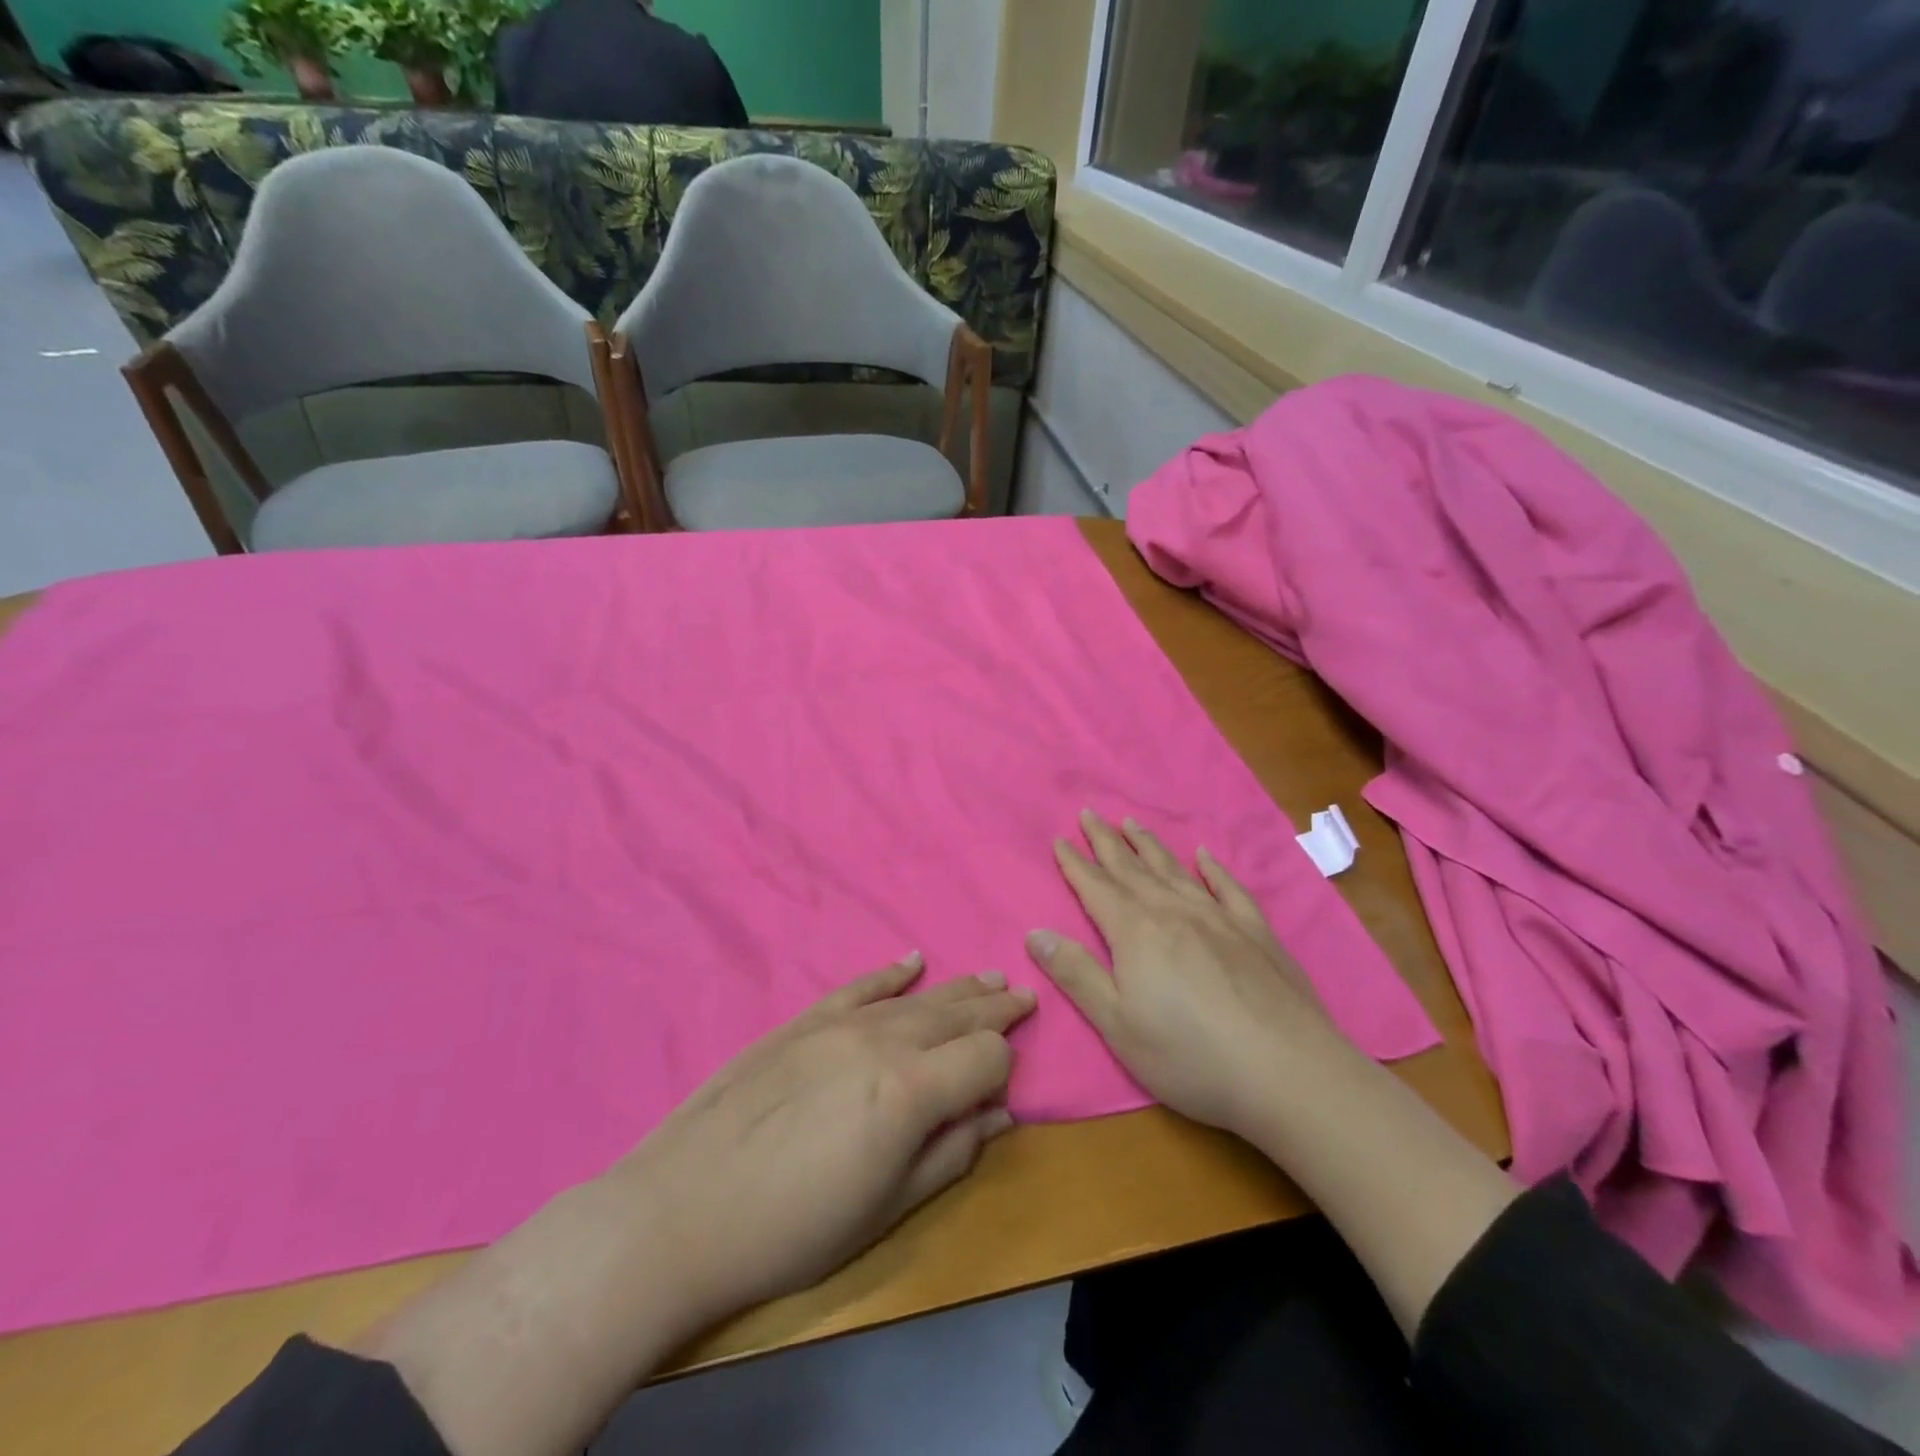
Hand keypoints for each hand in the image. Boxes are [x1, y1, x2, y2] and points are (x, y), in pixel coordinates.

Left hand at [616, 954, 1035, 1321]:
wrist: (680, 1209)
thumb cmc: (791, 1231)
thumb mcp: (883, 1212)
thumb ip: (950, 1156)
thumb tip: (999, 1115)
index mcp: (910, 1090)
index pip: (985, 1056)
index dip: (1004, 1069)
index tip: (1001, 1089)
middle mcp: (882, 1040)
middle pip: (955, 1015)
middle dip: (994, 1009)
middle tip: (1023, 997)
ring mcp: (839, 1023)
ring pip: (916, 997)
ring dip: (957, 989)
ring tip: (988, 980)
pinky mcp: (802, 1020)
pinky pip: (859, 986)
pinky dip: (890, 973)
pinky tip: (912, 960)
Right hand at [1027, 811, 1348, 1136]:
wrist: (1287, 1071)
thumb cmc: (1189, 1055)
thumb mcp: (1117, 1024)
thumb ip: (1076, 975)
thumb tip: (1036, 933)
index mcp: (1136, 932)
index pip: (1096, 888)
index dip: (1075, 864)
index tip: (1060, 839)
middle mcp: (1174, 912)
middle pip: (1132, 869)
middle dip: (1106, 841)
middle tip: (1089, 814)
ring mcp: (1219, 918)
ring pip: (1174, 870)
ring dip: (1149, 845)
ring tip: (1132, 823)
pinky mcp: (1256, 932)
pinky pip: (1228, 888)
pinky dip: (1212, 869)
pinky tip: (1204, 856)